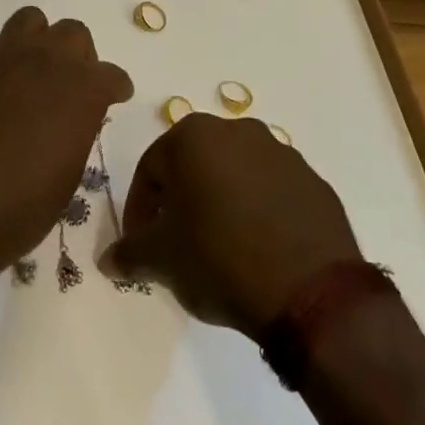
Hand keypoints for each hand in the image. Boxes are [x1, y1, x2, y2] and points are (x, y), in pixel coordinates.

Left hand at [0, 8, 132, 283]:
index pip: (113, 76)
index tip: (112, 99)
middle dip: (76, 55)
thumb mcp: (67, 177)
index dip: (114, 89)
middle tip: (66, 84)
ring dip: (35, 41)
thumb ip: (76, 132)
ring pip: (30, 19)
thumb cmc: (18, 206)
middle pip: (74, 33)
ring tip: (26, 71)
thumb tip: (71, 119)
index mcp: (84, 90)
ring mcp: (4, 53)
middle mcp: (49, 60)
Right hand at [102, 114, 360, 339]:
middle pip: (193, 166)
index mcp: (194, 136)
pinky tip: (257, 251)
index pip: (150, 169)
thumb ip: (129, 253)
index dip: (139, 209)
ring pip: (234, 176)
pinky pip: (272, 193)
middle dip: (180, 201)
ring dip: (220, 204)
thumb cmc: (219, 259)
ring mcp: (282, 154)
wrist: (312, 293)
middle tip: (176, 244)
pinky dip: (257, 213)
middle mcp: (238, 131)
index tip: (140, 244)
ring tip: (218, 250)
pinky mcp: (315, 183)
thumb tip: (109, 260)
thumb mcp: (161, 260)